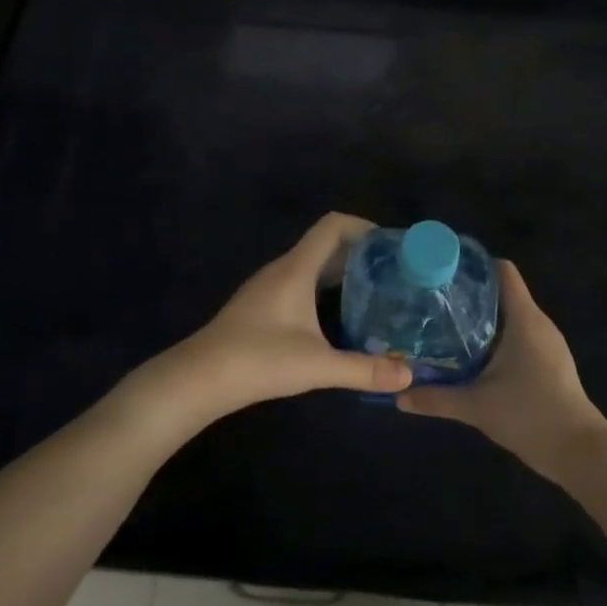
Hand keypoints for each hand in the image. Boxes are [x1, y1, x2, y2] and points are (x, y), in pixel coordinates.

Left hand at [120, 213, 411, 433]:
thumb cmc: (257, 361)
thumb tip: (409, 375)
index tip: (392, 247)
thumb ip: (364, 369)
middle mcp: (281, 270)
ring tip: (374, 294)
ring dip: (342, 272)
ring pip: (312, 266)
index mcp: (295, 269)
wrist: (197, 380)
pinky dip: (324, 289)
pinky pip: (300, 283)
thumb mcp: (317, 366)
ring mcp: (267, 287)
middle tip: (393, 274)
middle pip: (326, 245)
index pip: (333, 225)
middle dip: (360, 254)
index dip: (364, 226)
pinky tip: (338, 318)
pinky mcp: (260, 306)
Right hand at [395, 261, 606, 481]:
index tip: (444, 273)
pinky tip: (472, 356)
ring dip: (482, 319)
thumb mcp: (476, 406)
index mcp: (524, 319)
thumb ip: (436, 399)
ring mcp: (547, 342)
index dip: (475, 266)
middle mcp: (538, 322)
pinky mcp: (549, 361)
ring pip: (510, 316)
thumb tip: (398, 396)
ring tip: (446, 326)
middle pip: (503, 292)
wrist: (578, 451)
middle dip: (470, 295)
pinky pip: (519, 335)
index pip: (503, 271)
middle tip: (434, 302)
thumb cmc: (529, 415)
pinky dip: (496, 337)